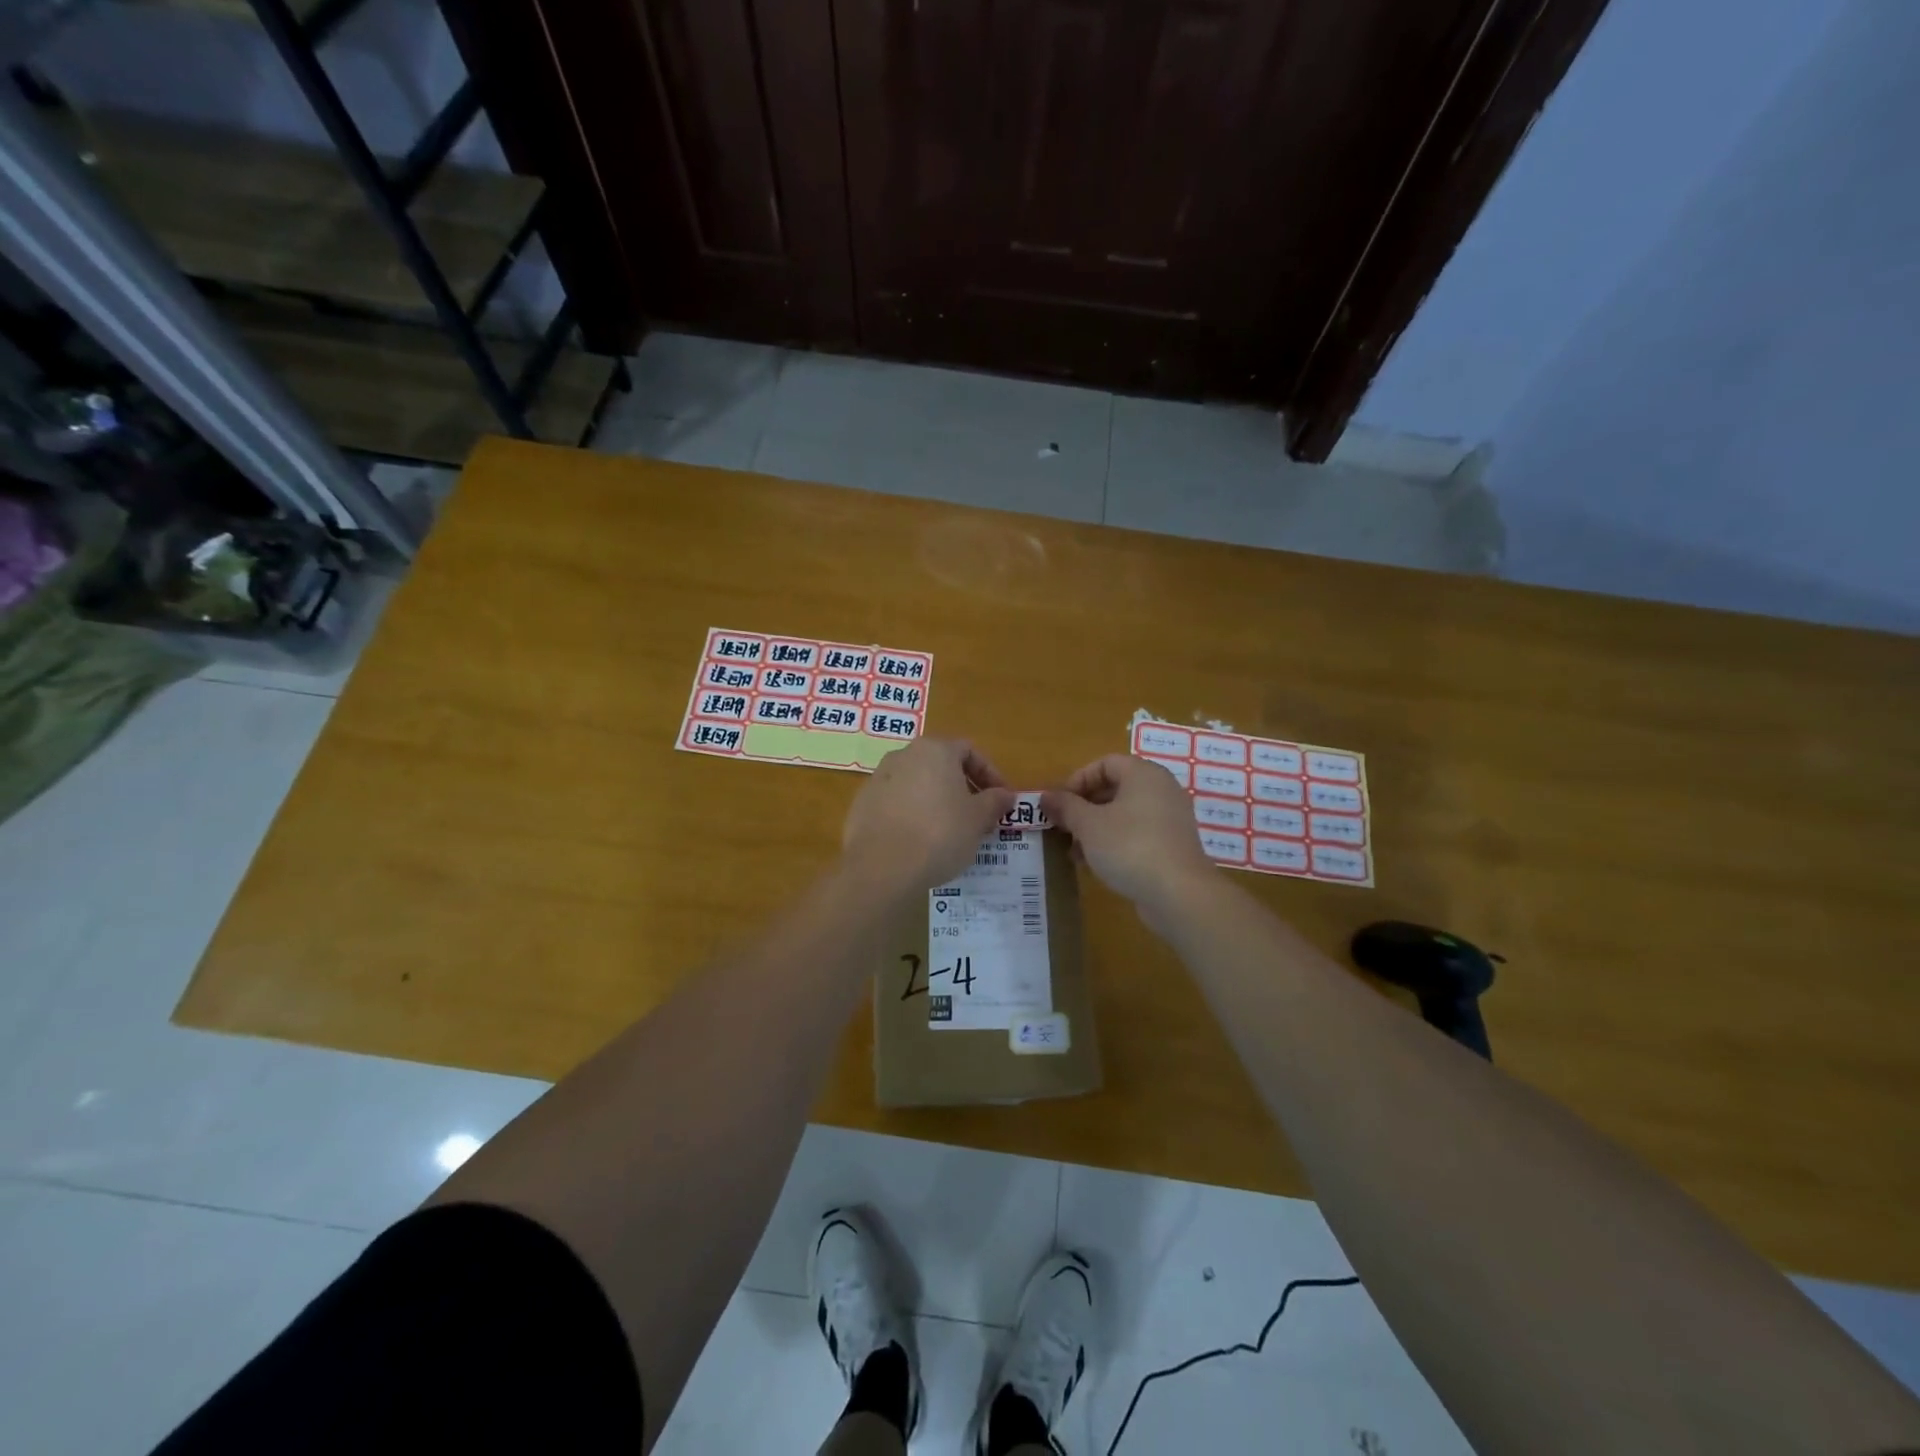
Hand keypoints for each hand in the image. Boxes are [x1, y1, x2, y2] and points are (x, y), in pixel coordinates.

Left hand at [842, 738, 1016, 894]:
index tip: (1001, 800)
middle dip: (963, 788)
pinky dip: (912, 815)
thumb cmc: (940, 834)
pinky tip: (920, 842)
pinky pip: (896, 803)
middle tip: (979, 817)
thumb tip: (1005, 795)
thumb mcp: (978, 818)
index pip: (969, 751)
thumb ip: (994, 801)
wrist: (882, 867)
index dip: (990, 774)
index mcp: (934, 750)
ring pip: (917, 784)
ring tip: (951, 831)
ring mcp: (878, 779)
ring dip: (937, 801)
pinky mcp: (862, 805)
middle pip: (941, 765)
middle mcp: (903, 755)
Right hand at [1043, 755, 1215, 914]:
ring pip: (1125, 814)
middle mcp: (1161, 789)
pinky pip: (1138, 833)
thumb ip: (1066, 806)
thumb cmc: (1129, 847)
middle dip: (1084, 807)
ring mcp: (1170, 818)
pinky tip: (1096, 863)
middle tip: (1063, 827)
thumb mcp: (1089, 825)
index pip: (1105, 763)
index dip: (1078, 780)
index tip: (1060, 804)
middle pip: (1115, 788)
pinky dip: (1115, 842)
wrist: (1178, 894)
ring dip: (1096, 828)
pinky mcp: (1172, 845)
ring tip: (1074, 851)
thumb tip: (1046, 796)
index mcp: (1143, 774)